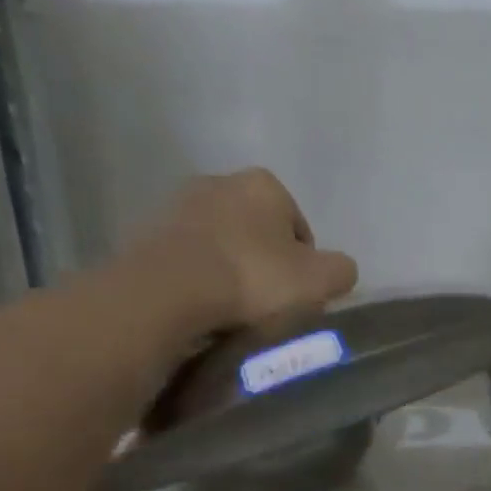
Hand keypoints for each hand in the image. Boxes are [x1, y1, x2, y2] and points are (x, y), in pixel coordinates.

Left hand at [125, 168, 358, 328]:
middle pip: (259, 233)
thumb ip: (341, 271)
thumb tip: (340, 270)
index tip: (297, 298)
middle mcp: (221, 181)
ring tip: (234, 310)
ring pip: (223, 245)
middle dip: (266, 264)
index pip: (300, 228)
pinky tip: (204, 306)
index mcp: (265, 184)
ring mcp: (180, 205)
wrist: (169, 290)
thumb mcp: (318, 280)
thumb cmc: (253, 278)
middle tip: (269, 305)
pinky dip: (200, 279)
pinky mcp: (149, 232)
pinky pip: (190, 260)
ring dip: (231, 271)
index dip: (305, 267)